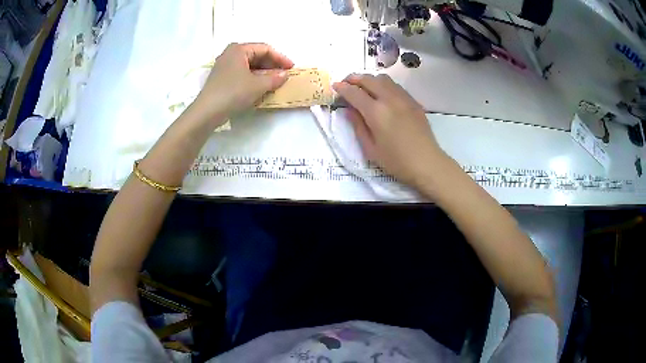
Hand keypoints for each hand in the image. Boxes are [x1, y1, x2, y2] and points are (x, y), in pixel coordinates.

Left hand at [192, 43, 293, 123]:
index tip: (292, 68)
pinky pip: (242, 73)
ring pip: (249, 65)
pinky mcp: (221, 77)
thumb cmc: (233, 93)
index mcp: (239, 49)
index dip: (280, 58)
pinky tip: (260, 86)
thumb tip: (285, 75)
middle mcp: (230, 53)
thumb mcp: (258, 85)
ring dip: (263, 72)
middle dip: (272, 65)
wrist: (207, 112)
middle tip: (284, 75)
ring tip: (274, 81)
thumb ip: (274, 78)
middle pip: (256, 55)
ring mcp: (224, 65)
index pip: (265, 49)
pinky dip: (253, 78)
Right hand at [333, 74, 447, 188]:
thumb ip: (358, 126)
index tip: (335, 86)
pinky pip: (395, 86)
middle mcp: (390, 99)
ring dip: (370, 79)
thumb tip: (349, 110)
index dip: (342, 88)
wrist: (427, 163)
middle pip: (369, 79)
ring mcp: (404, 98)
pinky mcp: (414, 102)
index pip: (355, 93)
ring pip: (384, 79)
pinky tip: (382, 95)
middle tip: (346, 83)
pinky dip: (384, 85)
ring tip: (364, 87)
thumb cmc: (396, 161)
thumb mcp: (370, 149)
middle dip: (354, 78)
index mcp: (376, 112)